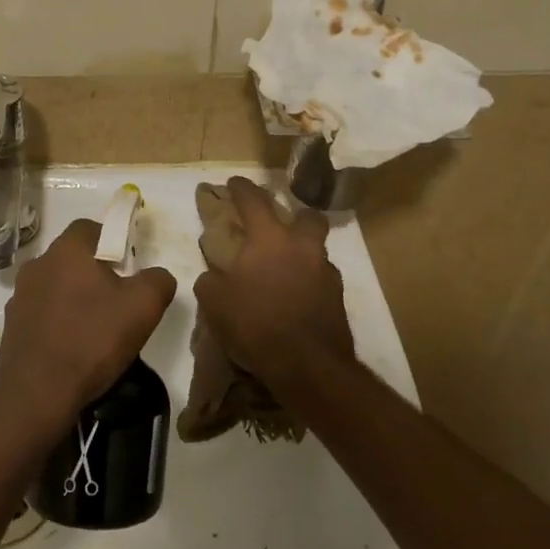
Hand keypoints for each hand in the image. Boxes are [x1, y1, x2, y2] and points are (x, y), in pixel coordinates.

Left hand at [0, 219, 177, 437]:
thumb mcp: (144, 307)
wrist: (37, 394)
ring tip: (94, 329)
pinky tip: (71, 348)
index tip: (128, 268)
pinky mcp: (10, 326)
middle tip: (116, 301)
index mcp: (67, 250)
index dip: (112, 242)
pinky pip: (41, 314)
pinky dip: (56, 323)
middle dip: (94, 273)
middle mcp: (38, 264)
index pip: (90, 228)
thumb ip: (158, 280)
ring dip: (73, 298)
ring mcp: (19, 296)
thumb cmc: (92, 340)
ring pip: (55, 286)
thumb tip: (157, 275)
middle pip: (72, 258)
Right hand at [192, 176, 353, 386]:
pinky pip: (320, 278)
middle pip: (306, 216)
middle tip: (278, 226)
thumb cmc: (256, 324)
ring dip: (302, 252)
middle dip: (293, 214)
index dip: (242, 188)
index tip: (234, 182)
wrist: (308, 366)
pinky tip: (295, 298)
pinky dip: (308, 282)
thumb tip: (213, 274)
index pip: (254, 200)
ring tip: (284, 269)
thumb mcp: (215, 302)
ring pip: (315, 249)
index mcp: (270, 239)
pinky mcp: (338, 298)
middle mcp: (302, 246)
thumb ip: (211, 280)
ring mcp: (325, 271)